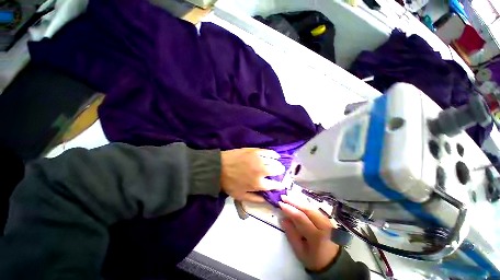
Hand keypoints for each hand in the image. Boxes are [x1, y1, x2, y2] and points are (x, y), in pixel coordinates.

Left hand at [220, 148, 284, 201]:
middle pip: (277, 170)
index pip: (275, 185)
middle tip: (277, 172)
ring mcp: (259, 159)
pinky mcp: (255, 151)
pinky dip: (274, 154)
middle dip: (280, 172)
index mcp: (258, 184)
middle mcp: (261, 171)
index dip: (279, 185)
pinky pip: (269, 152)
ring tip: (276, 164)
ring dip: (277, 164)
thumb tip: (267, 199)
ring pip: (274, 161)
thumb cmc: (229, 183)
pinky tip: (275, 156)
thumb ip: (255, 199)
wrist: (219, 168)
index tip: (280, 184)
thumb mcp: (241, 196)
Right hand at [279, 195, 339, 271]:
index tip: (280, 203)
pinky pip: (316, 209)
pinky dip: (306, 204)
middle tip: (283, 196)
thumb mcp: (300, 252)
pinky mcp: (329, 220)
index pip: (300, 217)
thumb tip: (283, 219)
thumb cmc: (315, 261)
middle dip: (294, 201)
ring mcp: (328, 222)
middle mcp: (324, 226)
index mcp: (317, 236)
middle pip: (307, 209)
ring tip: (289, 196)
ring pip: (312, 207)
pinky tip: (299, 201)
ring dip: (299, 201)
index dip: (289, 209)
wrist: (335, 264)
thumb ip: (291, 235)